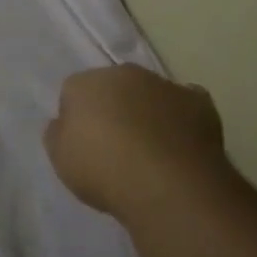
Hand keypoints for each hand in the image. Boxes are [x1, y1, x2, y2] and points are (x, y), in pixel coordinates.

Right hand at [45, 64, 231, 220]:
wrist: (167, 183)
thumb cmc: (104, 170)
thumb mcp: (61, 159)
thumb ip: (58, 134)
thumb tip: (65, 123)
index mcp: (86, 82)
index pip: (74, 92)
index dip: (78, 120)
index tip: (84, 147)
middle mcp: (124, 73)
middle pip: (113, 87)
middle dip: (114, 109)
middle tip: (116, 148)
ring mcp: (164, 85)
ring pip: (150, 95)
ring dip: (148, 113)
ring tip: (151, 153)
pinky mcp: (198, 102)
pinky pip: (185, 106)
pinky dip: (182, 120)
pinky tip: (181, 146)